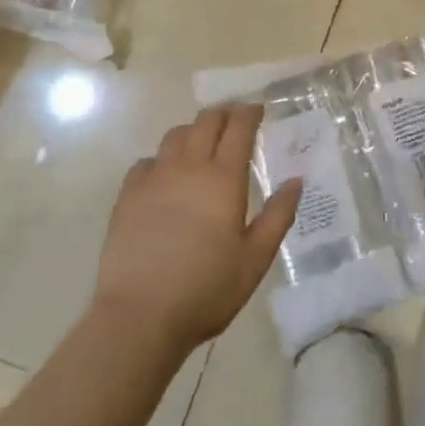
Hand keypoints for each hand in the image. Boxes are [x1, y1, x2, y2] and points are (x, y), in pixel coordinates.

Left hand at [93, 103, 302, 355]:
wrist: (139, 315)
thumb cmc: (206, 290)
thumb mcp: (255, 260)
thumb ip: (278, 216)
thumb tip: (296, 181)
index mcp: (223, 179)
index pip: (238, 128)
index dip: (249, 113)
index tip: (257, 110)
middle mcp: (189, 167)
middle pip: (206, 122)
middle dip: (223, 114)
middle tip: (234, 120)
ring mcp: (154, 178)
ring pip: (175, 135)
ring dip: (193, 130)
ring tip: (201, 142)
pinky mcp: (128, 194)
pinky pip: (147, 161)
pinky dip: (162, 159)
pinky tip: (165, 175)